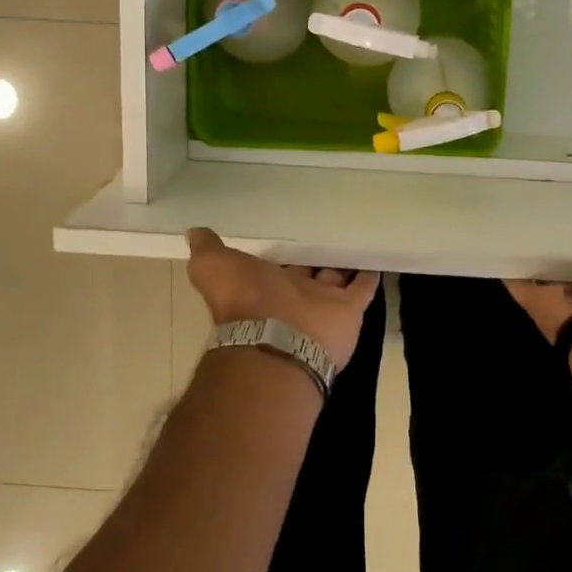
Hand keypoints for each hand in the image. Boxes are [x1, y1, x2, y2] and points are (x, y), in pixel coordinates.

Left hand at [185, 228, 380, 368]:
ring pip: (336, 279)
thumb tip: (193, 231)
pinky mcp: (349, 310)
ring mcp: (323, 303)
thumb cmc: (244, 300)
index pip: (275, 265)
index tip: (291, 231)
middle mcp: (292, 295)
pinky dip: (370, 275)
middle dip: (314, 259)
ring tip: (356, 239)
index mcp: (263, 285)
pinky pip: (363, 289)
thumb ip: (206, 249)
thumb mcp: (213, 268)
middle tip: (329, 232)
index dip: (281, 252)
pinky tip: (378, 257)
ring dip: (343, 264)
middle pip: (307, 272)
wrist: (277, 339)